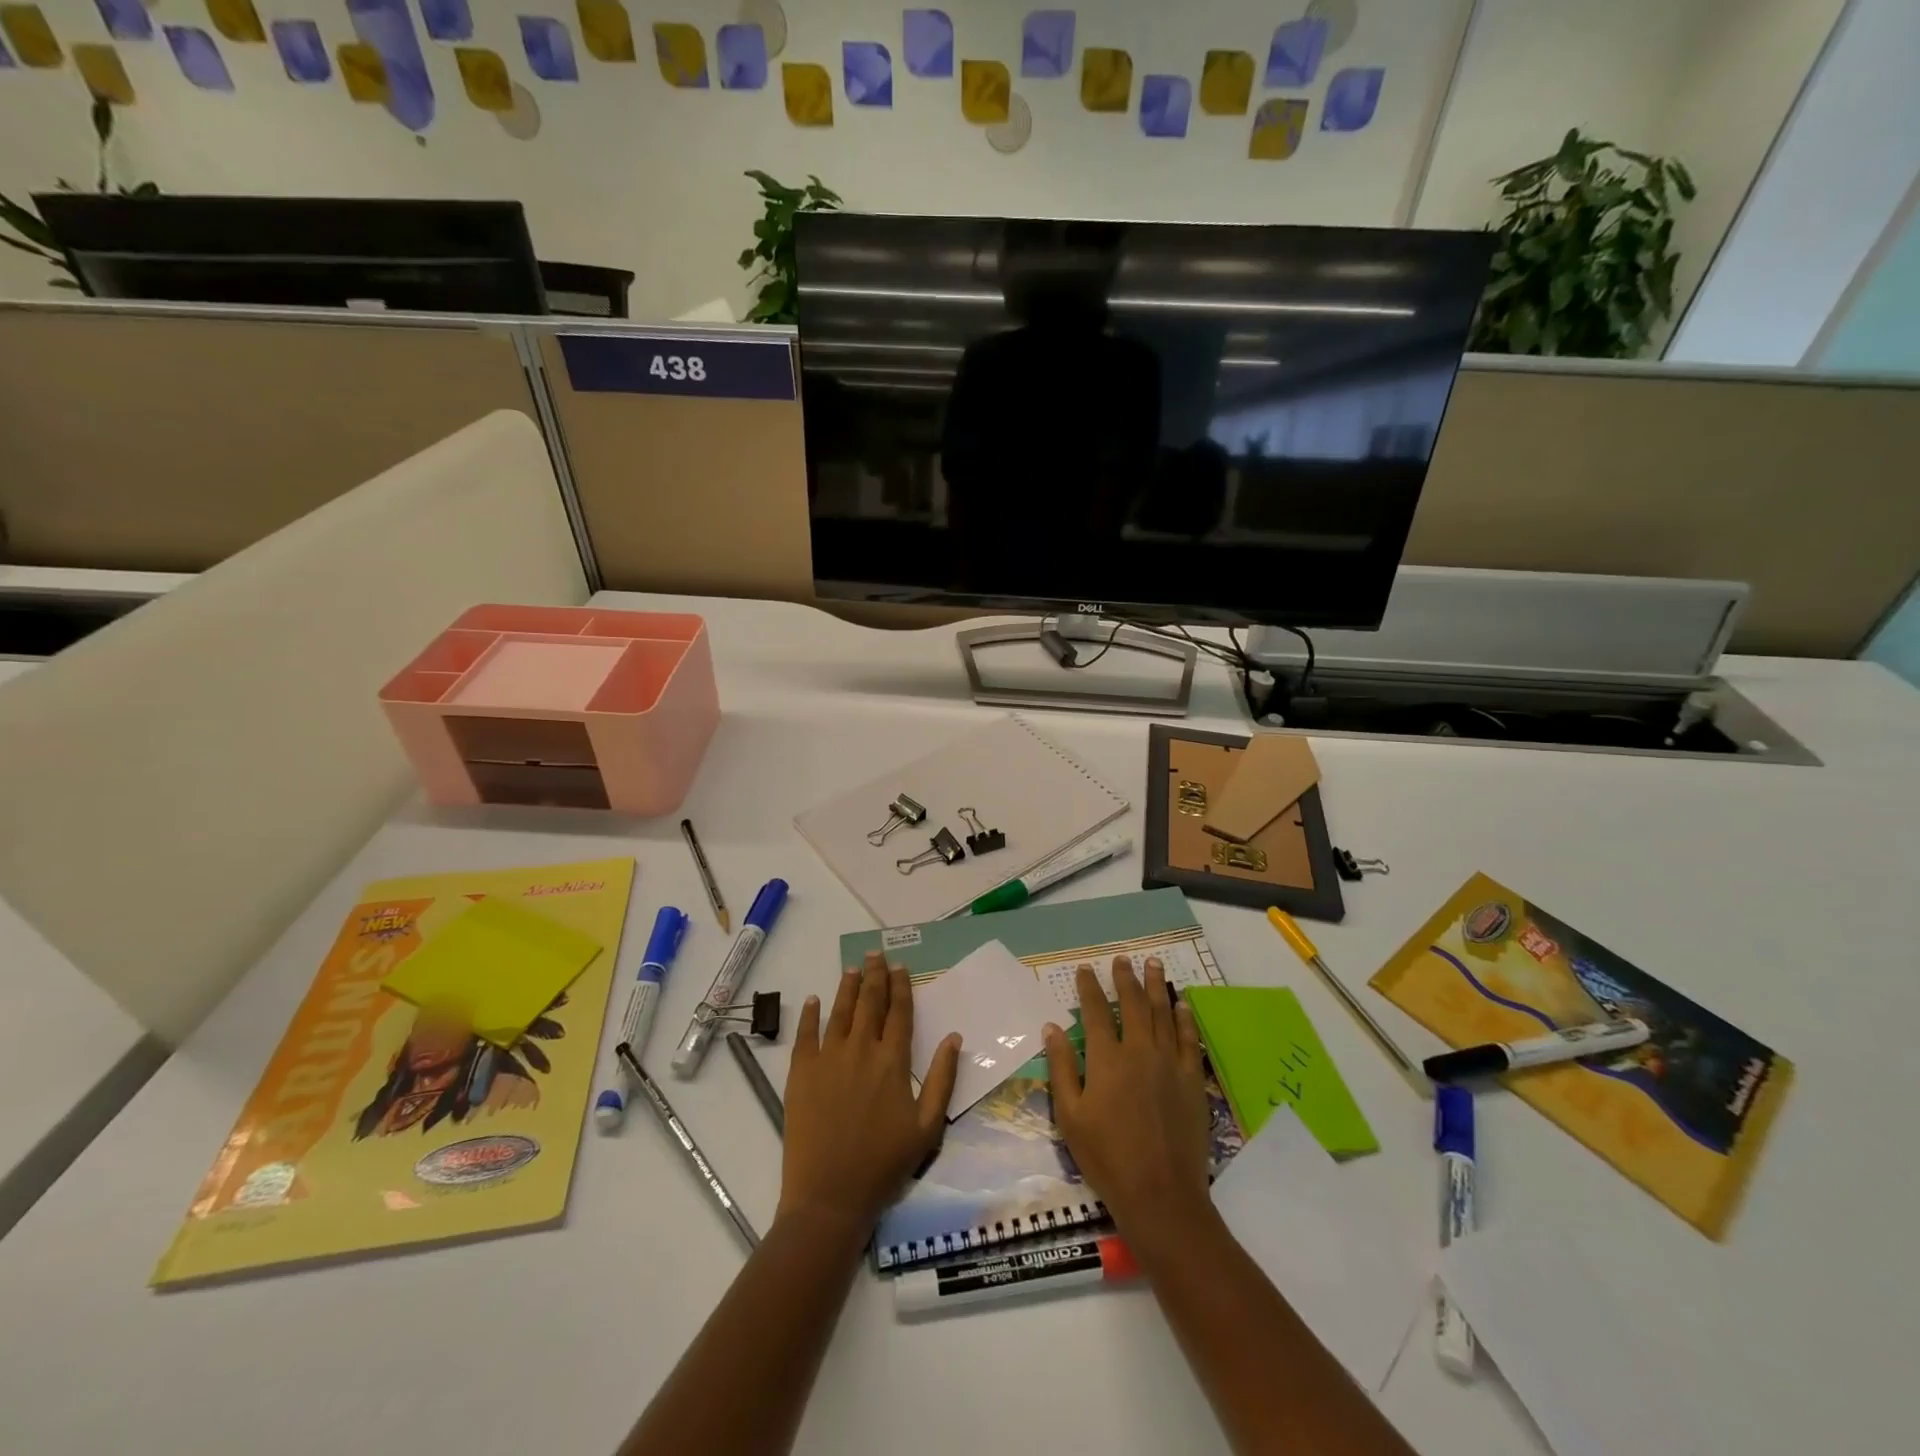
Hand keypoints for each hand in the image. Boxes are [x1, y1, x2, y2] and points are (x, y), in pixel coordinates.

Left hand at [779, 950, 959, 1243]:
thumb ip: (942, 1079)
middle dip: (875, 975)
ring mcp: (828, 1058)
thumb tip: (955, 1038)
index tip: (901, 967)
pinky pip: (806, 1034)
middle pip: (870, 1002)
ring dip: (848, 986)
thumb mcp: (927, 1128)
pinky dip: (810, 1014)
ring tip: (853, 968)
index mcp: (892, 1061)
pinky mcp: (801, 1072)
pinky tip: (813, 1000)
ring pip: (840, 1011)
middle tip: (876, 954)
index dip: (901, 986)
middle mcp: (861, 1049)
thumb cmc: (884, 1165)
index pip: (899, 1012)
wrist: (830, 1195)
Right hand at [1044, 956, 1211, 1243]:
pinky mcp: (1191, 1079)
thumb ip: (1062, 1068)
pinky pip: (1188, 1039)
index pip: (1095, 1011)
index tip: (1085, 969)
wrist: (1160, 1194)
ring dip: (1156, 985)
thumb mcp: (1070, 1115)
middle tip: (1121, 959)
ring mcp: (1169, 1063)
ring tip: (1152, 963)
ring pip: (1162, 1013)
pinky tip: (1182, 1004)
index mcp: (1106, 1059)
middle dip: (1125, 978)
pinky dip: (1184, 1017)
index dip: (1089, 987)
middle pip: (1132, 1004)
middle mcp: (1139, 1050)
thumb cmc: (1106, 1157)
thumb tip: (1052, 1027)